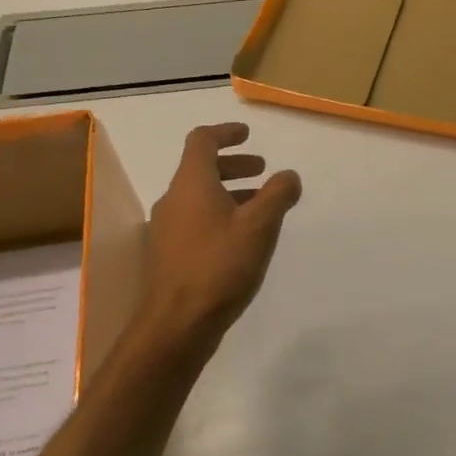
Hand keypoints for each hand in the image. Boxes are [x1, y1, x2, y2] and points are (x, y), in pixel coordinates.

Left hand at [143, 123, 301, 341]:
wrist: (177, 323)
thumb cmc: (220, 265)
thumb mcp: (259, 226)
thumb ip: (278, 195)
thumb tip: (288, 176)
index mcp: (191, 183)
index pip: (202, 140)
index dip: (225, 132)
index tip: (247, 134)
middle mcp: (173, 200)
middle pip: (200, 169)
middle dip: (233, 165)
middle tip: (262, 171)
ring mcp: (167, 229)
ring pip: (199, 198)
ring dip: (228, 193)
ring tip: (259, 207)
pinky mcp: (169, 254)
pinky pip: (195, 221)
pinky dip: (219, 216)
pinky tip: (240, 240)